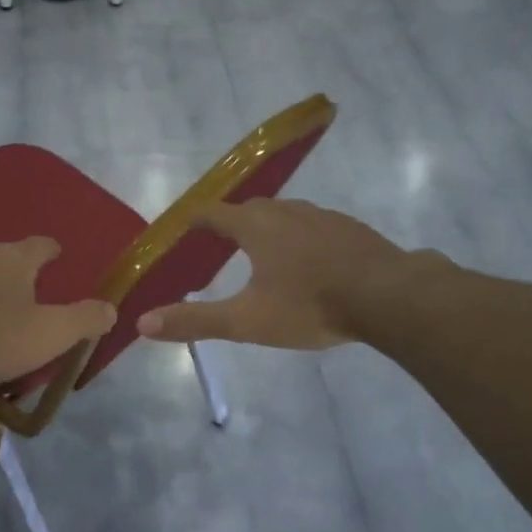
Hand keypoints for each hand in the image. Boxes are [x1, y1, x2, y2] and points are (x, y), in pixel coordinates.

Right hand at [137, 199, 411, 349]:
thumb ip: (195, 321)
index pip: (212, 213)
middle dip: (231, 224)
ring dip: (268, 229)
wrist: (388, 295)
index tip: (182, 231)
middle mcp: (286, 211)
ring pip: (285, 215)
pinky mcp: (350, 228)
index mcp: (255, 226)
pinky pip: (314, 226)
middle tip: (220, 246)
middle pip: (249, 209)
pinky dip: (301, 239)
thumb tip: (142, 322)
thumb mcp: (247, 320)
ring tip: (263, 255)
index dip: (193, 221)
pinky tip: (310, 264)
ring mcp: (322, 216)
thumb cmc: (310, 304)